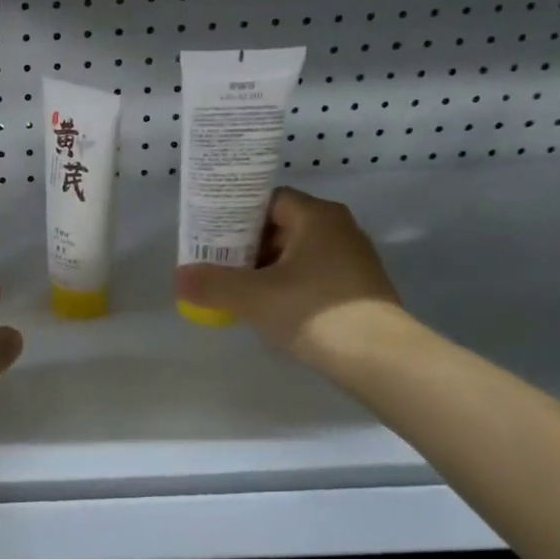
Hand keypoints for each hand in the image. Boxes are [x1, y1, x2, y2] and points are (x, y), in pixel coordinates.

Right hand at [175, 188, 402, 359]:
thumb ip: (211, 283)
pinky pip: (312, 275)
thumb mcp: (251, 296)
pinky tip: (269, 308)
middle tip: (216, 264)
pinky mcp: (358, 288)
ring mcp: (352, 259)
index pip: (267, 200)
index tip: (210, 236)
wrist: (380, 358)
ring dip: (265, 268)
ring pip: (296, 253)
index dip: (235, 215)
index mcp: (316, 216)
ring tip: (236, 289)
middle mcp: (338, 228)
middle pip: (280, 226)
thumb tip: (178, 278)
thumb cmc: (312, 311)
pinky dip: (287, 285)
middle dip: (246, 245)